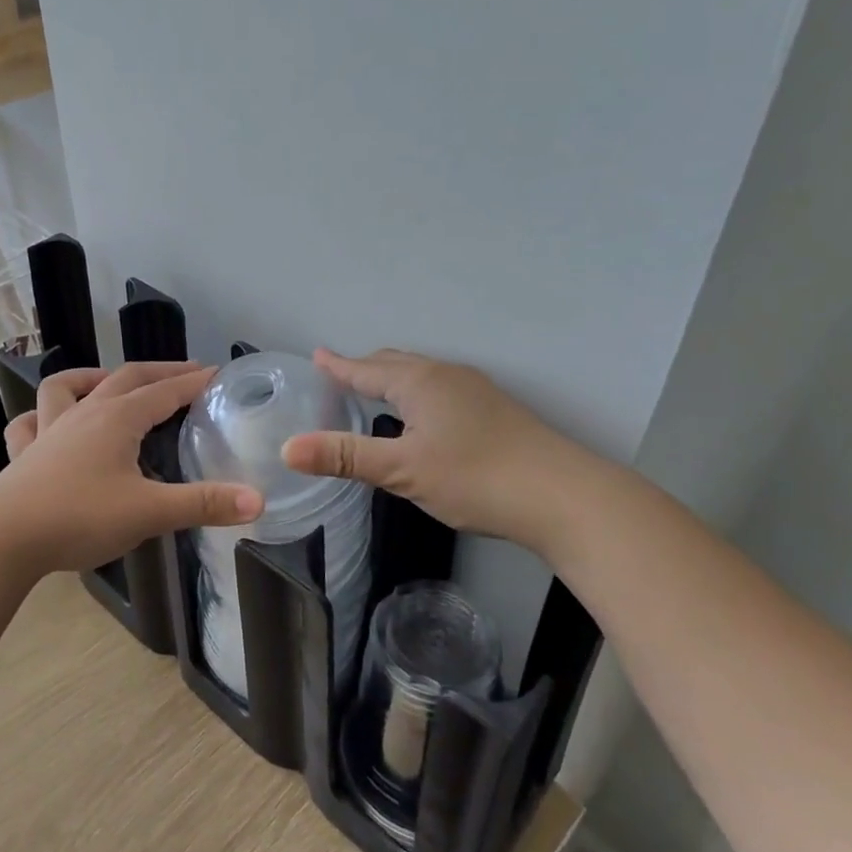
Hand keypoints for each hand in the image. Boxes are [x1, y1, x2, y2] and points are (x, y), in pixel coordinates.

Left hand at [0, 363, 263, 576]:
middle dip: (159, 372)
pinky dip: (41, 414)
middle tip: (186, 372)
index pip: (165, 391)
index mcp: (118, 419)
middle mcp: (85, 413)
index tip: (218, 374)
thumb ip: (203, 504)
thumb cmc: (80, 517)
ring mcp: (49, 429)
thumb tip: (258, 501)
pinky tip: (48, 422)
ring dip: (93, 378)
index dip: (194, 382)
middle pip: (126, 379)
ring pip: (68, 387)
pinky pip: (29, 422)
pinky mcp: (24, 453)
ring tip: (109, 381)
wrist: (4, 538)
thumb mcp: (149, 512)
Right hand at [280, 349, 605, 550]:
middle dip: (365, 368)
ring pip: (422, 376)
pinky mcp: (495, 410)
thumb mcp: (402, 470)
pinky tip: (422, 418)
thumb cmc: (475, 477)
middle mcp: (446, 375)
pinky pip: (441, 389)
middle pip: (395, 364)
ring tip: (375, 393)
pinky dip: (417, 394)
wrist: (564, 496)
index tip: (318, 355)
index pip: (366, 369)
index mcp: (419, 381)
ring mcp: (475, 390)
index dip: (338, 366)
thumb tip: (287, 447)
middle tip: (339, 376)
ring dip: (393, 379)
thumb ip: (344, 456)